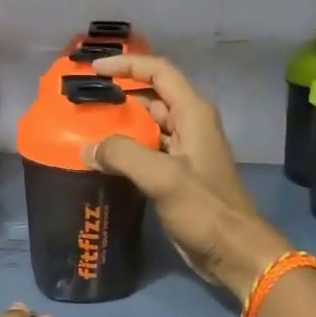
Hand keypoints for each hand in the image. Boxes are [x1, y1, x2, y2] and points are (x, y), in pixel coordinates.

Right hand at [89, 54, 289, 297]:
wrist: (232, 252)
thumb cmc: (204, 209)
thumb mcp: (163, 177)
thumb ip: (123, 155)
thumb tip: (88, 148)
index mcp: (193, 114)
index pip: (159, 72)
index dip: (127, 65)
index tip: (94, 68)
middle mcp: (190, 126)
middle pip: (151, 97)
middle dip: (118, 94)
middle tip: (83, 100)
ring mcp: (184, 152)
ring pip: (147, 126)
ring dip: (119, 124)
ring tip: (84, 127)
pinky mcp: (177, 176)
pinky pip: (146, 152)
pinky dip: (125, 151)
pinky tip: (101, 160)